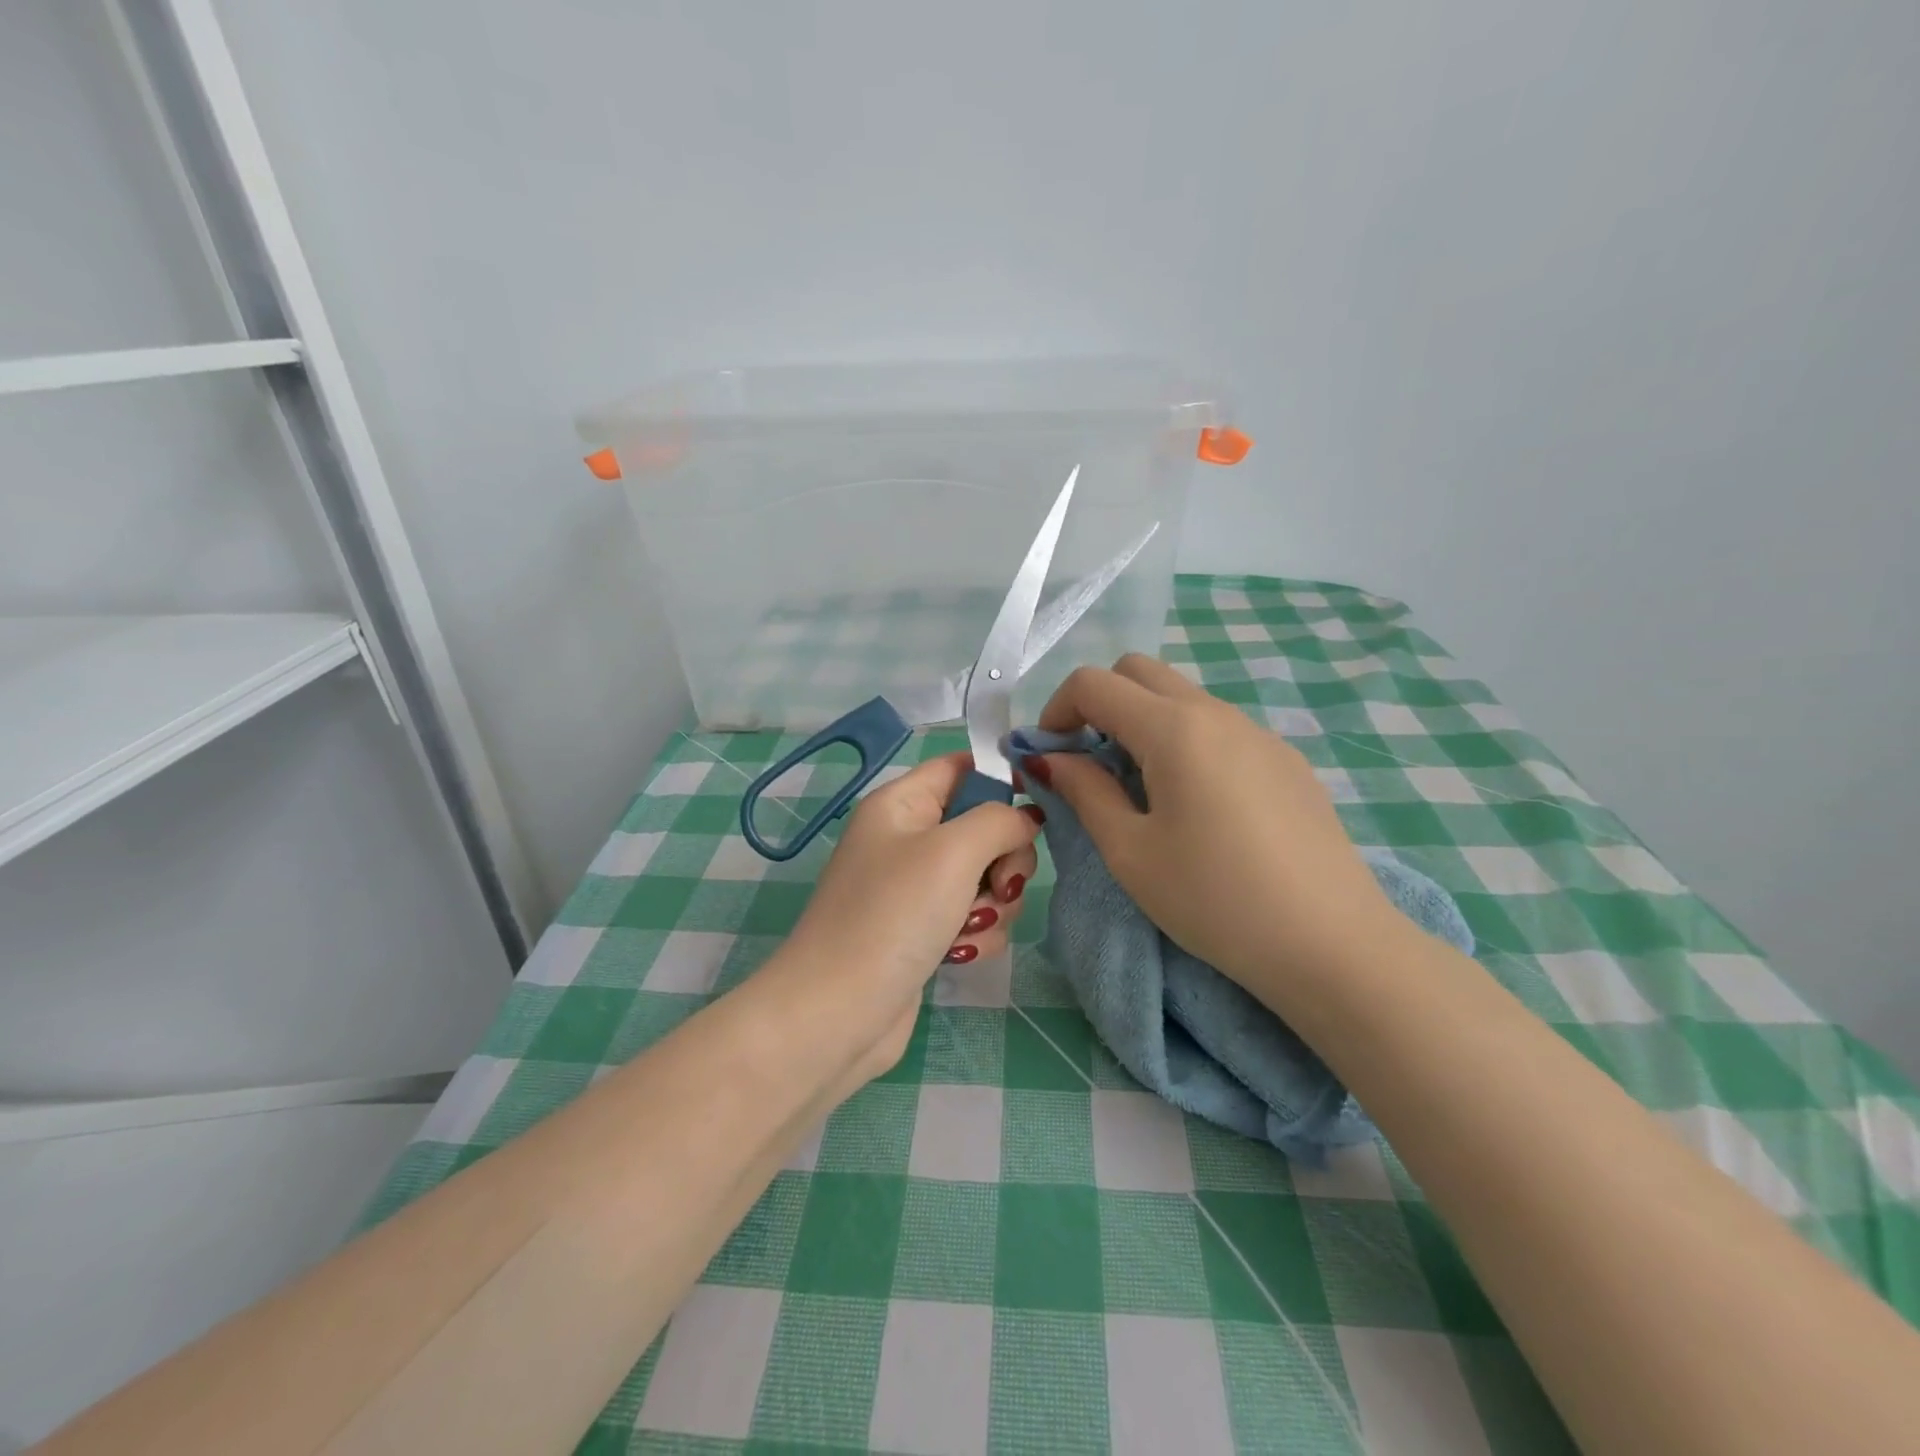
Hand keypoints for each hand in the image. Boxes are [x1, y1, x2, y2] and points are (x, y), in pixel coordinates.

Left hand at [783, 753, 1040, 1077]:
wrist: (840, 1013)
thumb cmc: (893, 916)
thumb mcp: (952, 851)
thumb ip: (1000, 820)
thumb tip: (1026, 818)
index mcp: (901, 804)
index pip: (961, 767)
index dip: (1002, 779)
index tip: (1039, 807)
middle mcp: (907, 839)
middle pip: (983, 826)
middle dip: (1004, 858)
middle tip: (1000, 884)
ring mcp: (915, 888)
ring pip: (986, 876)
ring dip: (992, 903)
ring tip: (969, 927)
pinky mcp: (924, 931)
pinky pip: (972, 916)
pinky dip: (976, 933)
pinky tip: (959, 954)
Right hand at [1030, 655, 1400, 1012]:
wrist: (1332, 944)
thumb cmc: (1214, 900)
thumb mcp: (1130, 852)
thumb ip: (1084, 791)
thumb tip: (1050, 758)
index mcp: (1174, 729)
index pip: (1094, 683)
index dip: (1056, 710)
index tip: (1049, 757)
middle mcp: (1218, 713)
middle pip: (1139, 672)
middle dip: (1098, 704)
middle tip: (1088, 762)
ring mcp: (1259, 733)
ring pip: (1182, 698)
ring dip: (1142, 723)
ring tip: (1141, 790)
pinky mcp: (1286, 761)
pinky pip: (1219, 728)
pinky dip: (1185, 742)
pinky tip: (1198, 806)